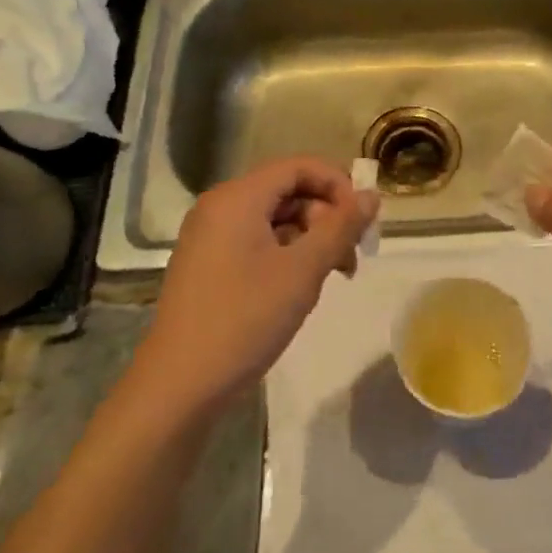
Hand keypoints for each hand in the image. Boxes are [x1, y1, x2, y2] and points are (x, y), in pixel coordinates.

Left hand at [142, 158, 377, 413]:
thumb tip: (371, 195)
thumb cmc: (245, 319)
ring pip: (275, 219)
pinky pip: (257, 241)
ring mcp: (210, 236)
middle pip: (288, 191)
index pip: (299, 167)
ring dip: (311, 239)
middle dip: (327, 217)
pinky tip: (301, 286)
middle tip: (352, 257)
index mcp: (237, 198)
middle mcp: (220, 207)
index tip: (363, 220)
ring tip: (333, 276)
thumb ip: (341, 227)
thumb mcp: (303, 270)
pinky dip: (287, 254)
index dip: (338, 185)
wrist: (179, 385)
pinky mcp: (209, 263)